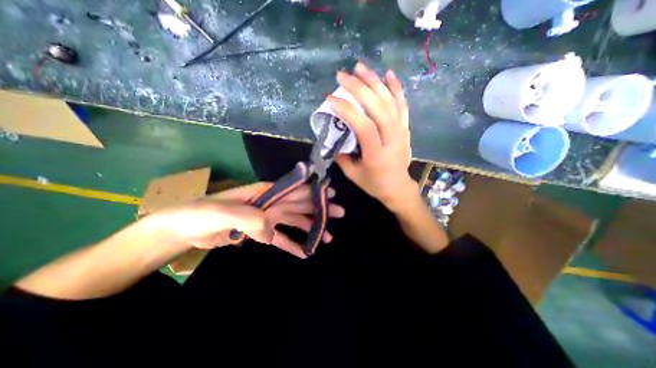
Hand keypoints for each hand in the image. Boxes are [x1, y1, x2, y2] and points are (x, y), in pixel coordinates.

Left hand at [144, 181, 344, 256]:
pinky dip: (292, 244)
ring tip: (328, 237)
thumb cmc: (201, 214)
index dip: (314, 191)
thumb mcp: (221, 213)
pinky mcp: (260, 233)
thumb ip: (249, 219)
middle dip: (320, 208)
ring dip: (311, 228)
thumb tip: (271, 232)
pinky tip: (305, 252)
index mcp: (264, 193)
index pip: (294, 189)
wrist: (183, 229)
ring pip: (294, 221)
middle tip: (339, 213)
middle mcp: (270, 203)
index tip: (331, 194)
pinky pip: (280, 238)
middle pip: (300, 205)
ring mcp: (266, 218)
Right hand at [331, 61, 416, 211]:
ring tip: (360, 67)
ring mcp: (401, 132)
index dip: (347, 110)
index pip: (363, 126)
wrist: (398, 188)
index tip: (330, 99)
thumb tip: (333, 136)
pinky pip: (403, 105)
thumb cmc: (374, 184)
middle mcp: (392, 139)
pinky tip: (388, 74)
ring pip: (390, 101)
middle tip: (342, 75)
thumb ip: (341, 156)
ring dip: (375, 82)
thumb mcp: (353, 175)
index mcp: (377, 154)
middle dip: (359, 88)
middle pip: (378, 108)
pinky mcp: (406, 128)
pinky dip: (396, 88)